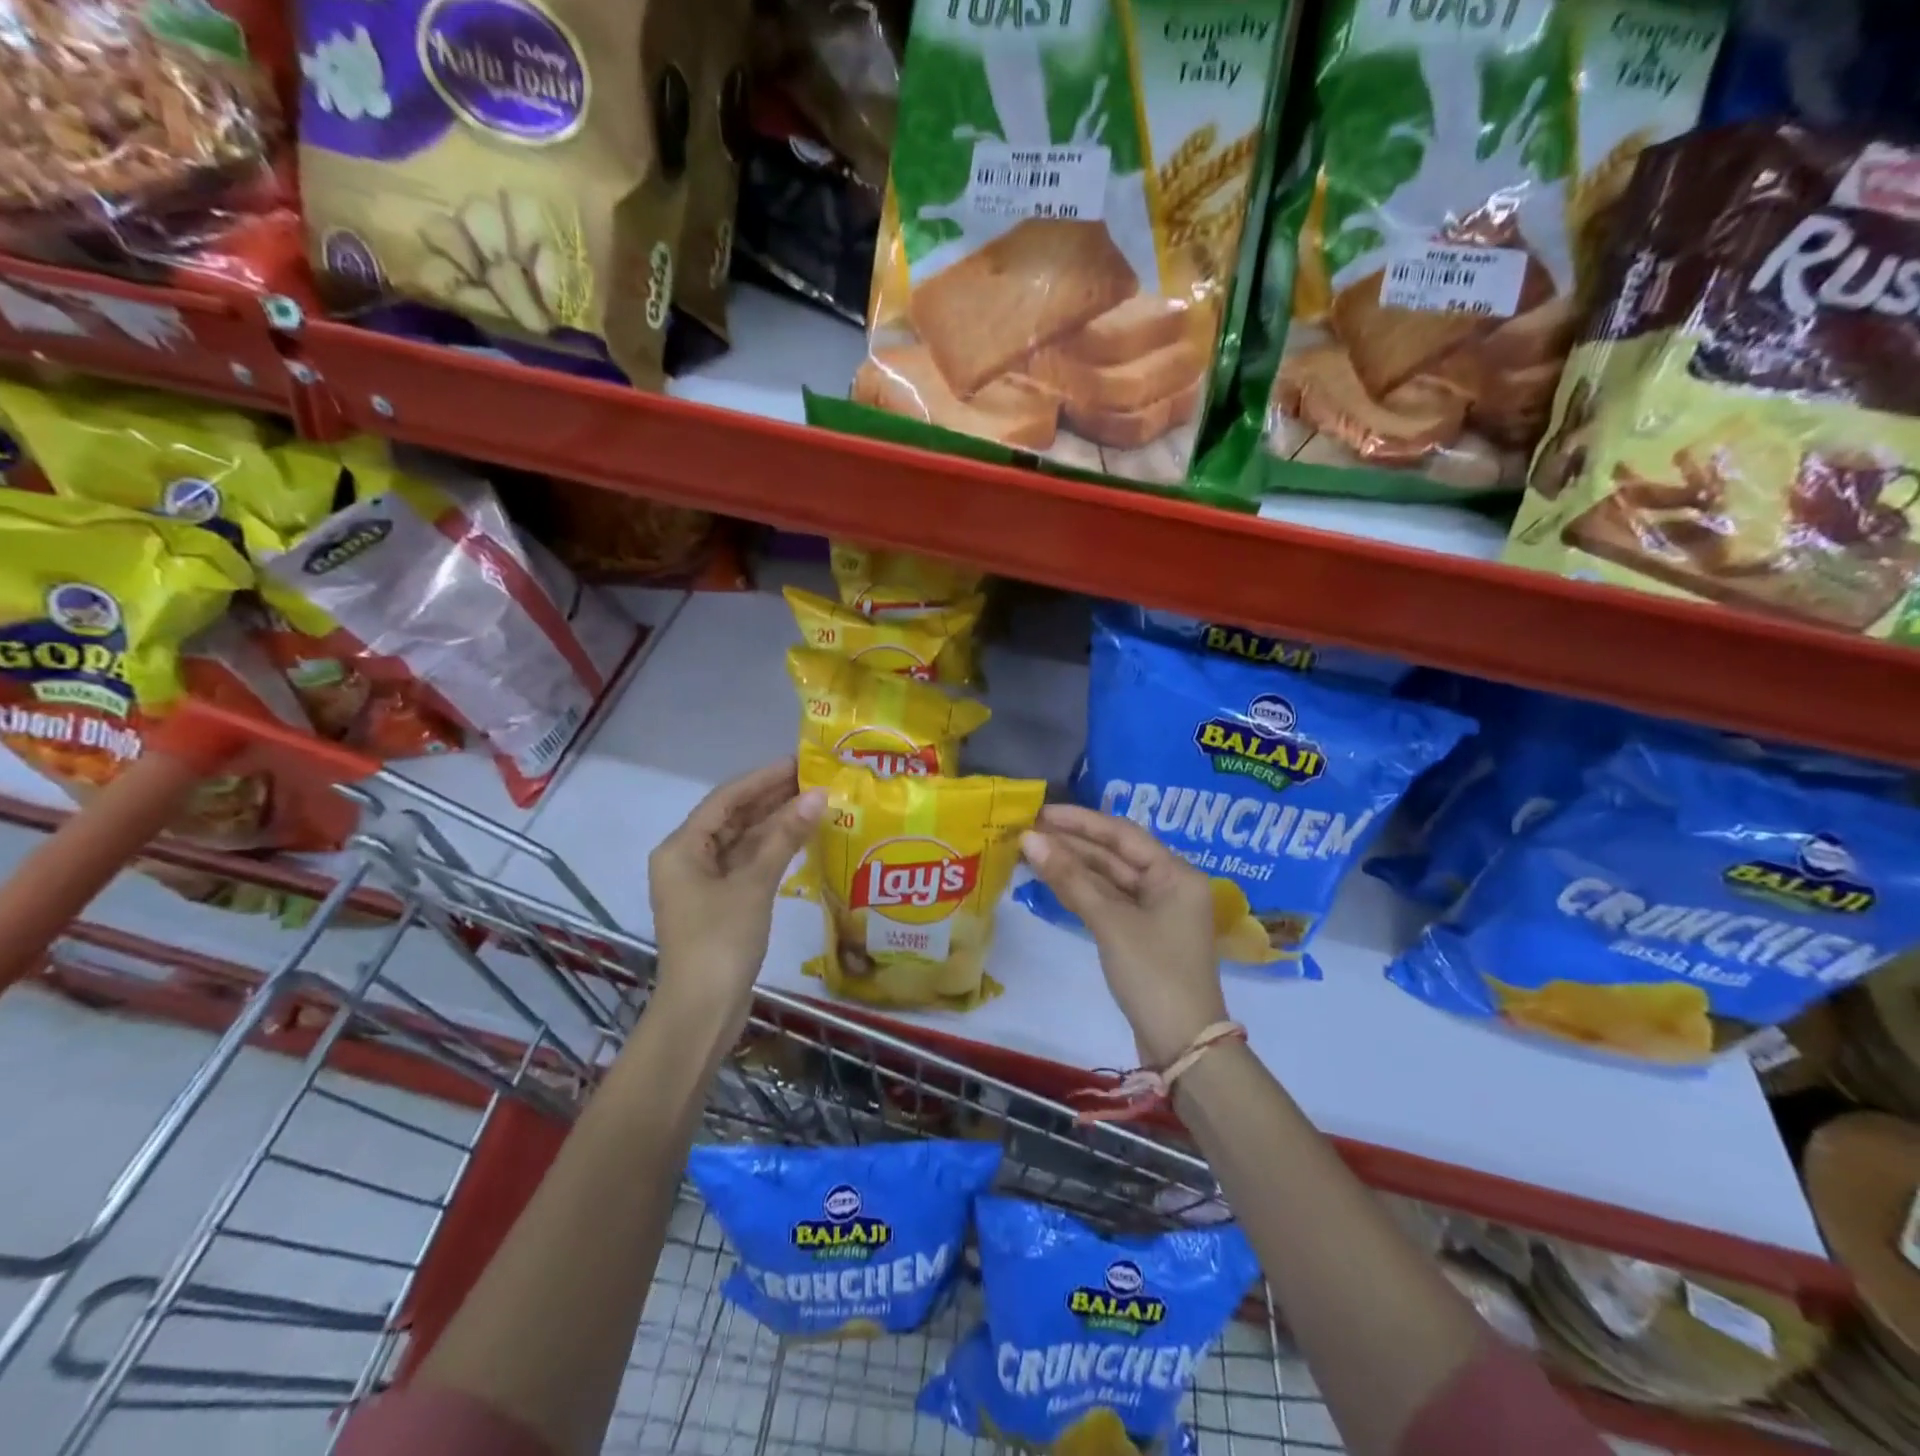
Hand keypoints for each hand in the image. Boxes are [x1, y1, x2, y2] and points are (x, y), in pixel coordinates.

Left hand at [648, 759, 825, 1038]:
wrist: (702, 1012)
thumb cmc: (721, 941)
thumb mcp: (754, 884)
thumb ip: (785, 836)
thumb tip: (818, 795)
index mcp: (682, 848)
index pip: (726, 798)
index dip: (764, 778)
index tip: (800, 761)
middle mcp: (688, 858)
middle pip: (733, 817)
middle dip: (772, 798)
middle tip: (816, 778)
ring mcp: (703, 883)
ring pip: (742, 841)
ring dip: (776, 823)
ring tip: (817, 801)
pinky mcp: (720, 903)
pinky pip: (747, 863)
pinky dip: (773, 850)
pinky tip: (802, 837)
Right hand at [1020, 805, 1227, 1065]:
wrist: (1182, 1046)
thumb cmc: (1154, 974)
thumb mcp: (1110, 922)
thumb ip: (1070, 878)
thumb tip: (1029, 840)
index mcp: (1175, 874)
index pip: (1122, 834)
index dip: (1080, 821)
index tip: (1042, 812)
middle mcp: (1168, 885)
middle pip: (1114, 855)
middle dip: (1072, 843)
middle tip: (1027, 830)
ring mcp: (1154, 912)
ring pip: (1108, 879)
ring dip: (1072, 867)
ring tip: (1029, 851)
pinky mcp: (1140, 935)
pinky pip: (1107, 902)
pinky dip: (1080, 892)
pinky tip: (1050, 880)